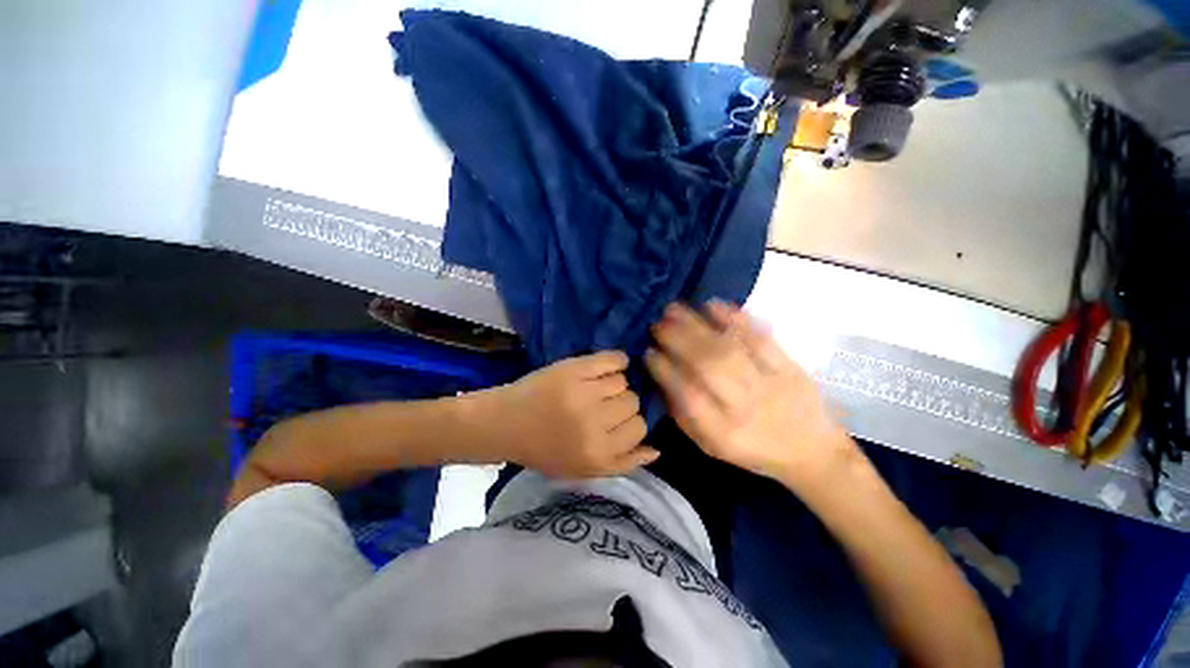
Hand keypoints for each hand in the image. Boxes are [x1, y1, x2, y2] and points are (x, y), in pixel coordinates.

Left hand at [475, 351, 658, 477]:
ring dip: (614, 384)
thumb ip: (622, 464)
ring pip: (623, 382)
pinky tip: (609, 365)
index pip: (639, 428)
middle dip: (621, 404)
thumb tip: (656, 450)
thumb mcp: (584, 470)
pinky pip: (612, 360)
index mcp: (598, 454)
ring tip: (597, 387)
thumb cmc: (544, 449)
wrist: (506, 423)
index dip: (630, 422)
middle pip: (633, 403)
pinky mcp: (573, 369)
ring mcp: (583, 393)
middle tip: (602, 404)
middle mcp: (594, 424)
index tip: (616, 420)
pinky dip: (616, 361)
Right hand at [645, 301, 854, 490]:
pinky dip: (735, 319)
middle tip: (657, 323)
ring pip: (729, 348)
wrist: (813, 452)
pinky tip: (712, 305)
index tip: (648, 351)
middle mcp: (745, 408)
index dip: (664, 370)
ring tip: (674, 309)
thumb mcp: (711, 446)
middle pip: (707, 366)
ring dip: (698, 325)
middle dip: (677, 340)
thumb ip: (684, 415)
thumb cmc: (752, 450)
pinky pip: (760, 339)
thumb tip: (662, 377)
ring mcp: (770, 384)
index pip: (687, 395)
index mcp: (723, 433)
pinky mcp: (790, 367)